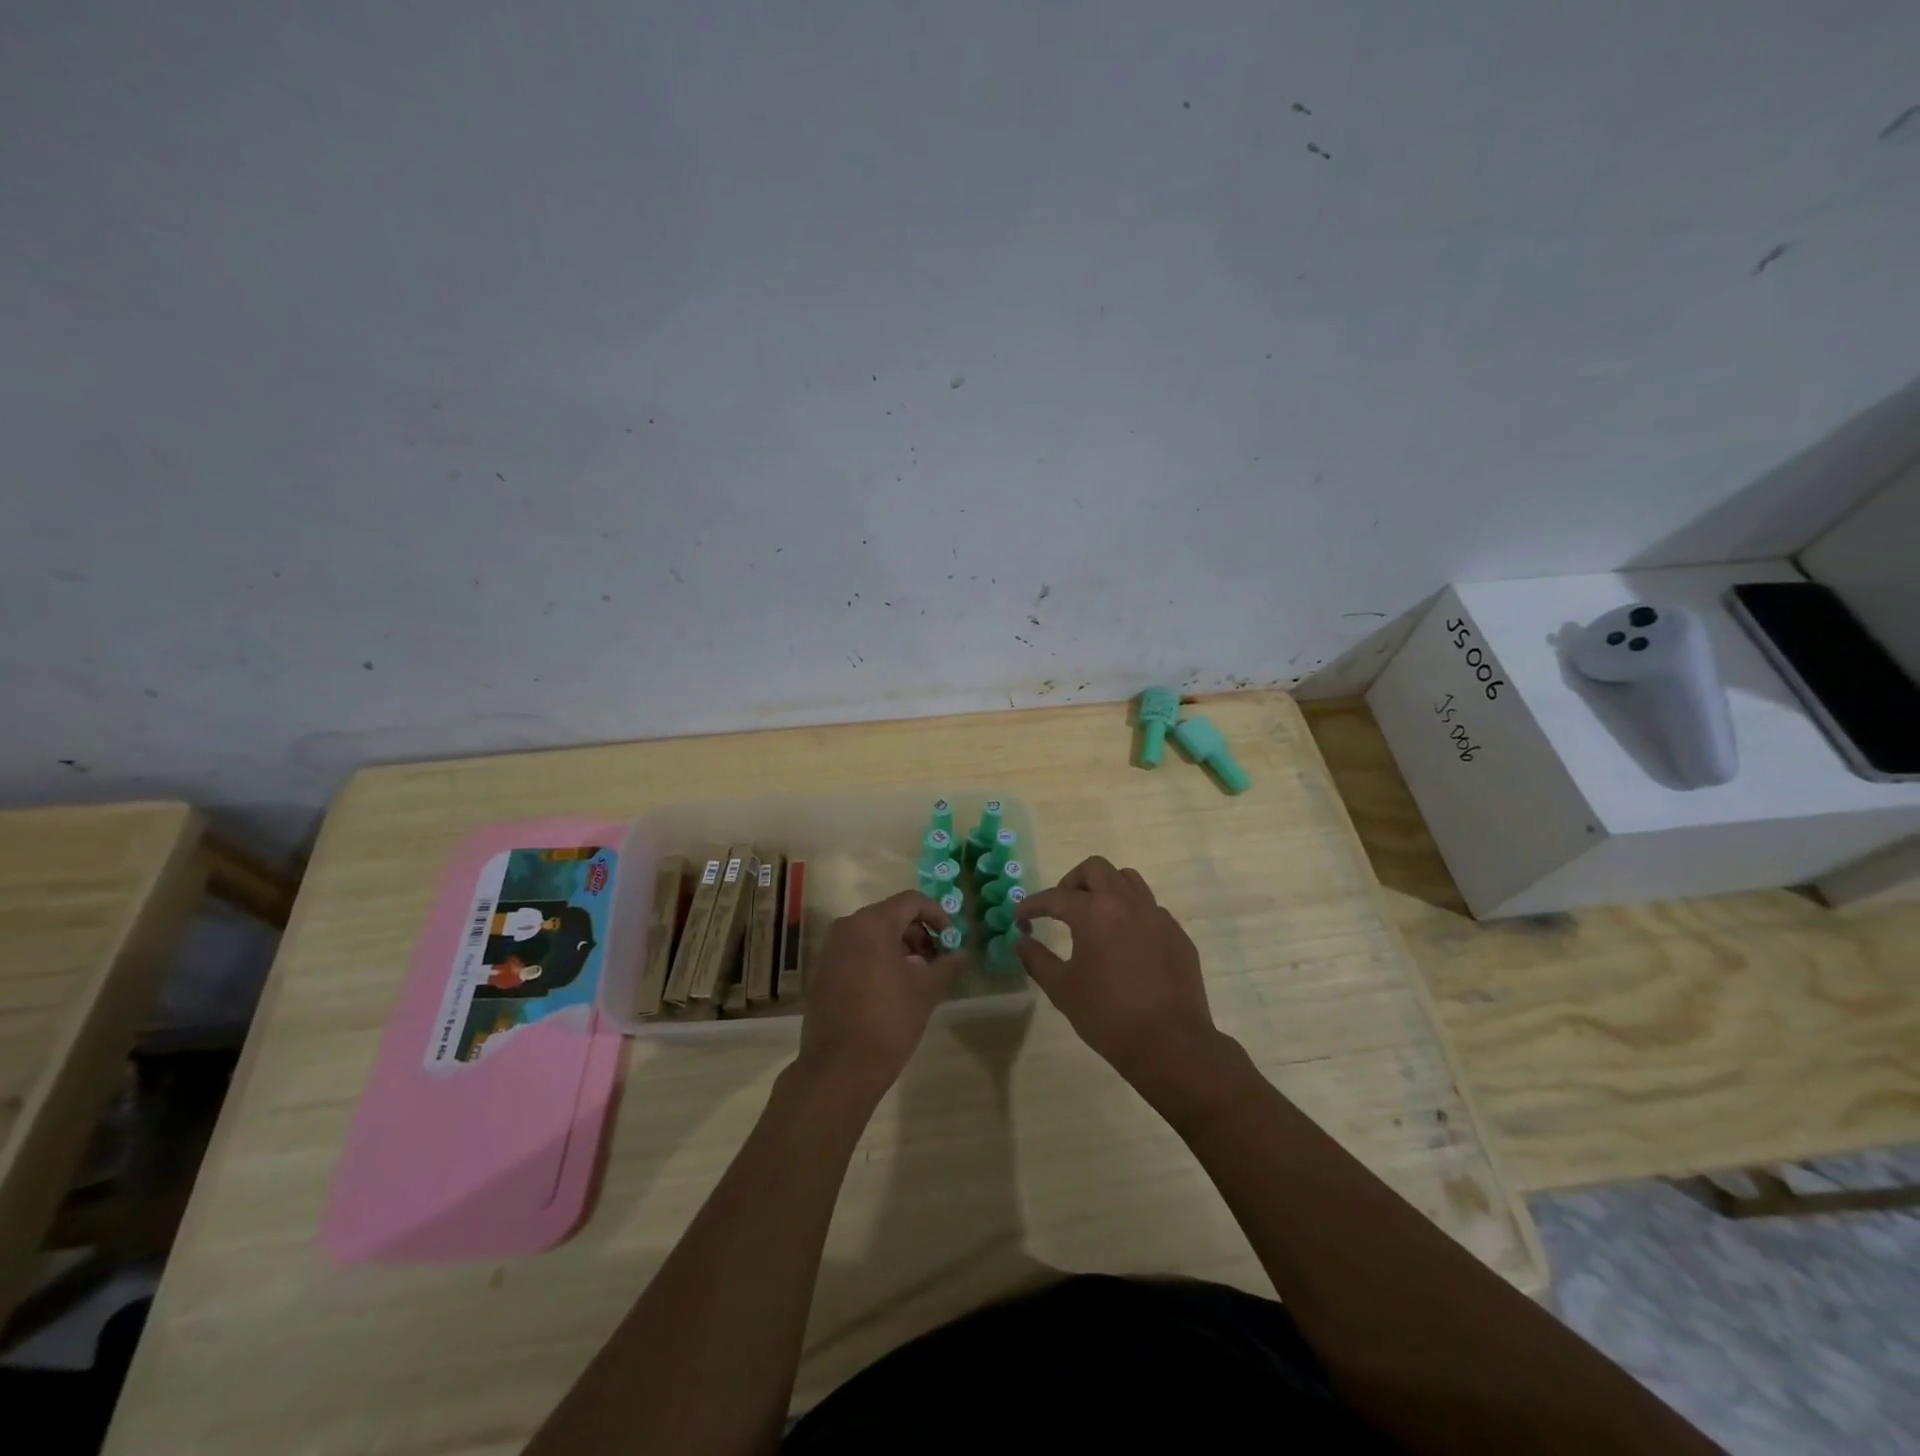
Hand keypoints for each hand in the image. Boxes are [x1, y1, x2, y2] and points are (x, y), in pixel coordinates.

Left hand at [795, 890, 961, 1102]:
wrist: (838, 1068)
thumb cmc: (887, 1022)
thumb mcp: (925, 992)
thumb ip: (945, 965)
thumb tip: (960, 954)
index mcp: (872, 924)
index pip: (911, 901)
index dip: (936, 914)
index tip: (951, 938)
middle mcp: (847, 927)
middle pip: (891, 915)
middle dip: (918, 932)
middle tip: (936, 959)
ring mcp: (831, 949)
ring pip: (873, 933)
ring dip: (899, 946)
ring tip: (918, 975)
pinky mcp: (824, 970)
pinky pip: (857, 950)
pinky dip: (878, 957)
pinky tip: (892, 986)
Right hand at [1016, 857, 1226, 1106]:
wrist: (1171, 1044)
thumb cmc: (1108, 1016)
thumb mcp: (1062, 990)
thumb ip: (1037, 960)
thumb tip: (1022, 942)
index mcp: (1094, 912)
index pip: (1056, 896)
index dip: (1033, 904)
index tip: (1020, 916)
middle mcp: (1126, 903)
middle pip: (1096, 869)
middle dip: (1072, 882)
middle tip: (1061, 907)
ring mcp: (1157, 916)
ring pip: (1128, 880)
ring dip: (1106, 888)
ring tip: (1094, 916)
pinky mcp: (1177, 934)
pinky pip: (1150, 908)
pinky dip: (1131, 913)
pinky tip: (1125, 942)